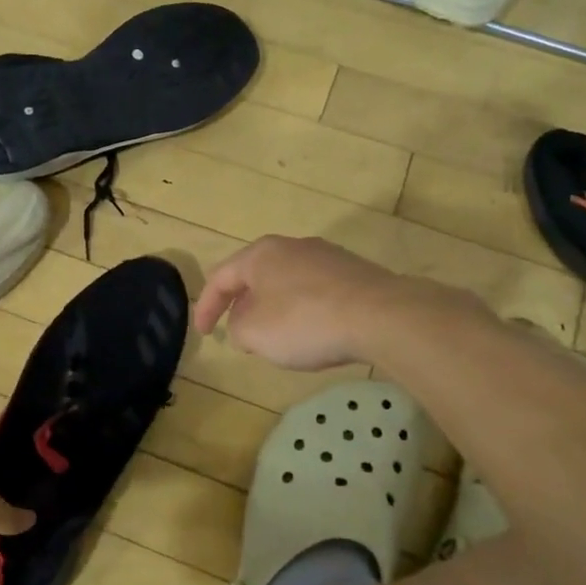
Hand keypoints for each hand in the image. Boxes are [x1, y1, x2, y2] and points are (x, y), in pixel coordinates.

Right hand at [194, 236, 407, 370]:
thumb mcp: (255, 333)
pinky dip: (304, 310)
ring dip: (274, 309)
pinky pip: (315, 291)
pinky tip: (313, 332)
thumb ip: (238, 328)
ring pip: (286, 283)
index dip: (206, 308)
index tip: (204, 335)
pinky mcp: (354, 272)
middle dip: (243, 306)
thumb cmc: (304, 321)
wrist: (381, 315)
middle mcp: (291, 246)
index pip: (220, 278)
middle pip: (255, 276)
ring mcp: (326, 256)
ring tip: (276, 337)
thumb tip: (245, 324)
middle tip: (239, 334)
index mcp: (260, 254)